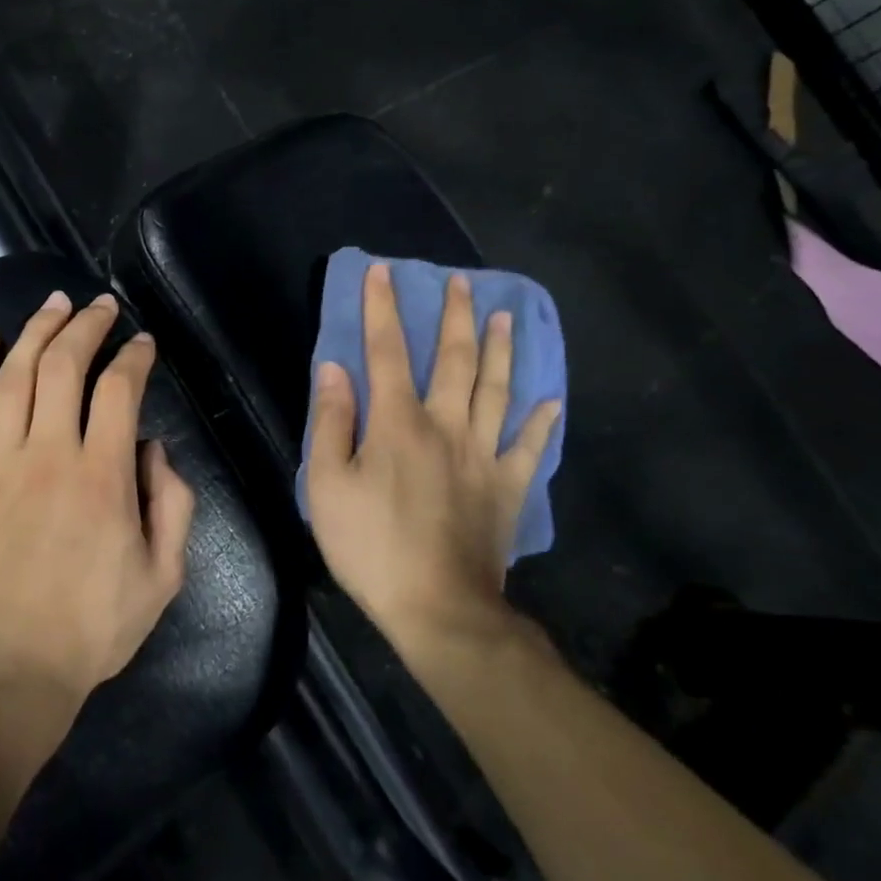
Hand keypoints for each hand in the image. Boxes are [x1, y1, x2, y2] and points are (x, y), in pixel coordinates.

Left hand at [0, 291, 194, 711]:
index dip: (134, 356)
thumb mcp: (162, 577)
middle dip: (86, 326)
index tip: (142, 342)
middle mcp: (49, 453)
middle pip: (65, 365)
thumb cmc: (89, 630)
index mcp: (104, 475)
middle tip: (100, 305)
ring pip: (14, 376)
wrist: (2, 673)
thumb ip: (172, 504)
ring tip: (53, 305)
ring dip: (36, 331)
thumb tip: (153, 448)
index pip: (120, 389)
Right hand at [307, 263, 559, 653]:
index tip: (382, 271)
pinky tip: (551, 401)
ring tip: (506, 317)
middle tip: (462, 283)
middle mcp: (446, 426)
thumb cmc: (372, 547)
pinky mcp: (508, 489)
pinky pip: (529, 448)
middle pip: (454, 360)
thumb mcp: (328, 486)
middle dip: (455, 317)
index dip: (382, 308)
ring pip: (497, 390)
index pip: (386, 351)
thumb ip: (332, 423)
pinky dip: (541, 422)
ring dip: (501, 351)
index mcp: (398, 422)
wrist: (439, 609)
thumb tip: (335, 369)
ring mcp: (484, 457)